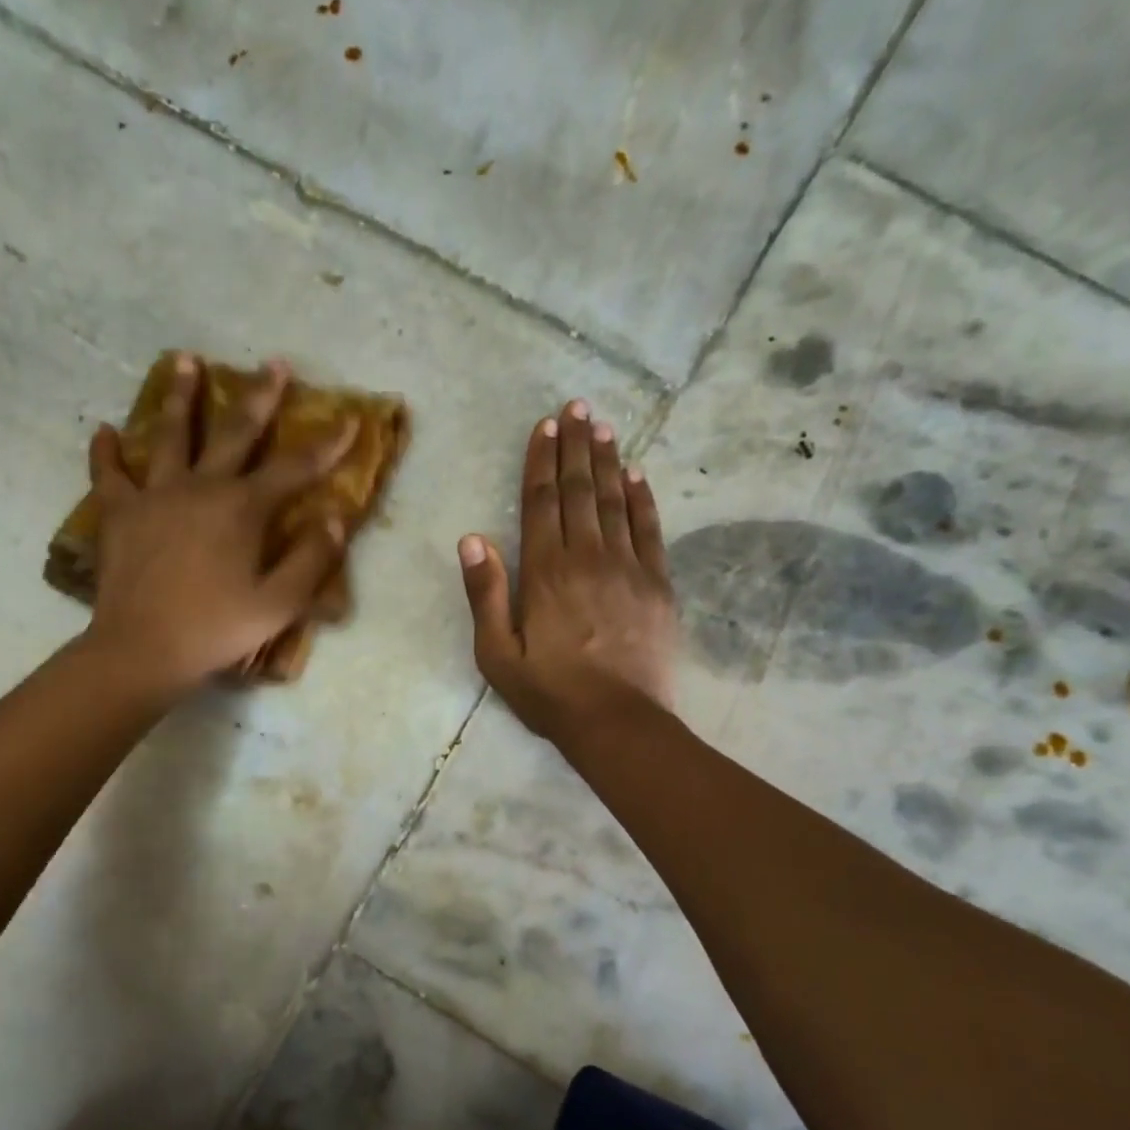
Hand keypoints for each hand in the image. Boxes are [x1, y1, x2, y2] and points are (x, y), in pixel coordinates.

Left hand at [85, 353, 350, 695]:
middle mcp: (202, 488)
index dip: (326, 446)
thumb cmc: (216, 630)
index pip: (294, 469)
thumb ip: (311, 561)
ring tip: (185, 360)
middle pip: (235, 432)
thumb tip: (334, 520)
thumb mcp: (278, 604)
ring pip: (170, 436)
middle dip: (259, 397)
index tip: (348, 420)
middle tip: (273, 364)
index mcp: (243, 509)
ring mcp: (156, 495)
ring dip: (181, 398)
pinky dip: (106, 452)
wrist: (143, 649)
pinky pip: (110, 474)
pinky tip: (105, 430)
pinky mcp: (120, 513)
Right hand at [459, 399, 677, 741]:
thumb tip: (472, 539)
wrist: (618, 722)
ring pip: (615, 501)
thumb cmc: (549, 693)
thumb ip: (484, 594)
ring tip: (603, 426)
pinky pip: (650, 530)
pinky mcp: (657, 585)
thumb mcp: (496, 653)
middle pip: (579, 492)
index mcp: (545, 573)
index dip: (542, 462)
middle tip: (577, 407)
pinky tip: (638, 475)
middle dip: (576, 447)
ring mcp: (628, 568)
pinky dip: (643, 499)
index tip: (545, 426)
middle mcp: (587, 558)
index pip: (542, 503)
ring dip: (607, 461)